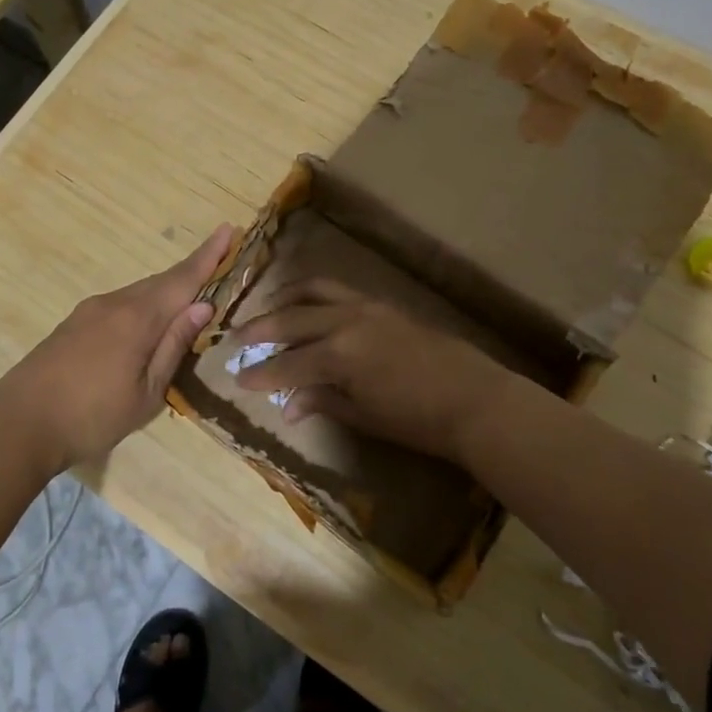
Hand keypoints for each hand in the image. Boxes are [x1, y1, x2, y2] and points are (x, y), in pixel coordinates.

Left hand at [0, 224, 235, 473]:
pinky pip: (121, 304)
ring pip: (140, 293)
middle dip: (192, 272)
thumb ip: (174, 346)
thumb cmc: (92, 417)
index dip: (208, 256)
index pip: (183, 279)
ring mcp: (90, 311)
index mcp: (138, 318)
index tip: (229, 228)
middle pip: (162, 282)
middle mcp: (114, 303)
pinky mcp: (74, 323)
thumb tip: (203, 306)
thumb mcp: (146, 392)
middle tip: (219, 263)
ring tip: (189, 302)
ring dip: (167, 292)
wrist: (18, 425)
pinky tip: (148, 325)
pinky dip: (144, 305)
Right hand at [227, 279, 514, 462]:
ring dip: (286, 298)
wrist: (475, 399)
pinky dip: (315, 295)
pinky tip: (309, 306)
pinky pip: (338, 291)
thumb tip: (287, 404)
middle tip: (237, 338)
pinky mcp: (382, 304)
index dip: (260, 373)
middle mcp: (345, 322)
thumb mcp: (364, 415)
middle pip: (291, 318)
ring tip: (268, 307)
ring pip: (314, 290)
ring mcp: (366, 307)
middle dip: (260, 329)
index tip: (237, 379)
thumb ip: (322, 400)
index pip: (287, 363)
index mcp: (338, 354)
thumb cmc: (418, 420)